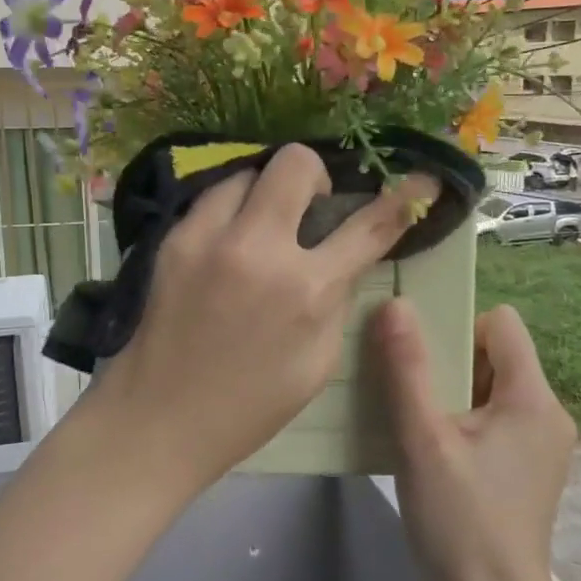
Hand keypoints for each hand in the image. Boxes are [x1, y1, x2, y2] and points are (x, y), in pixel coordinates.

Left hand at [96, 144, 436, 491]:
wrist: (158, 418)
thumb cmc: (249, 405)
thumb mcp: (318, 363)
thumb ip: (336, 300)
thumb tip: (342, 258)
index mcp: (306, 291)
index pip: (368, 228)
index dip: (402, 200)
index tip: (421, 181)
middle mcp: (260, 250)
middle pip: (297, 163)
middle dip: (315, 175)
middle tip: (309, 208)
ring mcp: (209, 237)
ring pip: (249, 170)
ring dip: (267, 191)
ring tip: (263, 225)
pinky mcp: (173, 238)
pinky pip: (212, 196)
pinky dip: (232, 208)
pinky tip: (229, 240)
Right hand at [375, 301, 576, 580]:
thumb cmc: (460, 522)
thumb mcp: (423, 440)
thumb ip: (408, 369)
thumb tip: (395, 304)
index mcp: (532, 397)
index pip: (501, 322)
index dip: (458, 326)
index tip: (420, 358)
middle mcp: (548, 411)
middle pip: (495, 354)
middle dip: (448, 363)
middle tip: (409, 392)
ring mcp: (542, 442)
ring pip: (491, 387)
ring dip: (451, 394)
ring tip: (415, 423)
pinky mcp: (530, 467)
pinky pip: (495, 419)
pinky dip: (463, 421)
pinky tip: (433, 450)